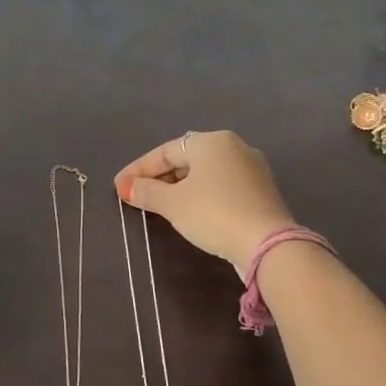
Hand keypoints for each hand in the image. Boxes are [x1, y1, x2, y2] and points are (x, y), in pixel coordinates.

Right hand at [115, 130, 294, 276]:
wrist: (267, 243)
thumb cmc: (213, 213)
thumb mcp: (172, 204)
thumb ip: (147, 192)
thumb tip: (126, 187)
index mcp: (211, 141)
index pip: (165, 152)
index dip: (138, 169)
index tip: (119, 186)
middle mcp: (233, 147)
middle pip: (186, 159)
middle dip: (159, 177)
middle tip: (137, 195)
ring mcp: (251, 169)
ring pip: (204, 174)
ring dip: (179, 187)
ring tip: (158, 204)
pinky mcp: (260, 191)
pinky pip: (221, 186)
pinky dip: (200, 195)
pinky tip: (189, 210)